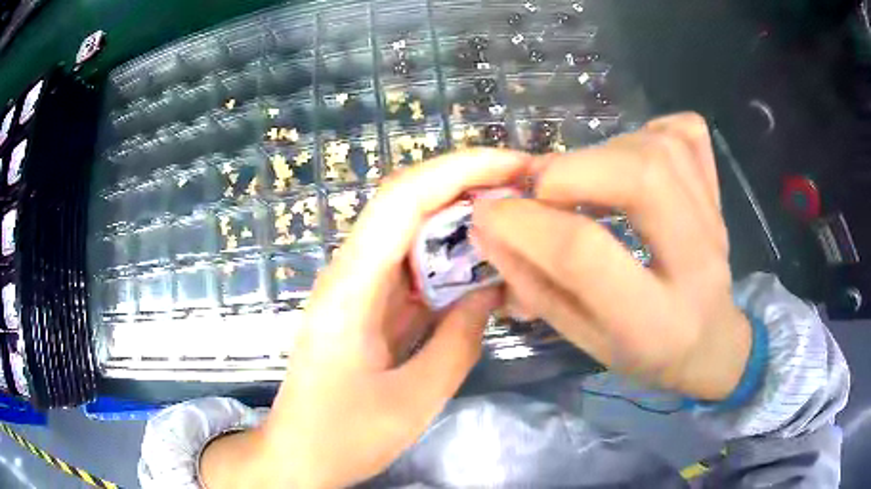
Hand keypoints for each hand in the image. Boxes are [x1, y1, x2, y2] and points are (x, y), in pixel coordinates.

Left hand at [215, 149, 529, 488]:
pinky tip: (485, 268)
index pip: (403, 199)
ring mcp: (357, 289)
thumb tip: (491, 292)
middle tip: (526, 191)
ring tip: (516, 223)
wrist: (297, 456)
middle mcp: (350, 274)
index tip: (514, 164)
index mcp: (350, 288)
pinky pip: (412, 269)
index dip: (460, 169)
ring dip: (463, 221)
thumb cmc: (342, 437)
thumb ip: (458, 343)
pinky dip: (451, 261)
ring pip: (412, 233)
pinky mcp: (367, 307)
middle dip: (467, 185)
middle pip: (407, 204)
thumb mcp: (411, 401)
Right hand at [472, 113, 750, 400]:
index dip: (526, 223)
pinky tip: (631, 157)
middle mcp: (697, 263)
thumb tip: (490, 229)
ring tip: (583, 180)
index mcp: (655, 322)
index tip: (488, 212)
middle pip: (640, 178)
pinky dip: (649, 133)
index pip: (586, 254)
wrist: (711, 342)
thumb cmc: (646, 354)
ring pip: (659, 148)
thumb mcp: (585, 340)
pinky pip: (686, 134)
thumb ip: (536, 286)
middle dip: (571, 171)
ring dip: (602, 151)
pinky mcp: (718, 192)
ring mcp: (715, 220)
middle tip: (542, 189)